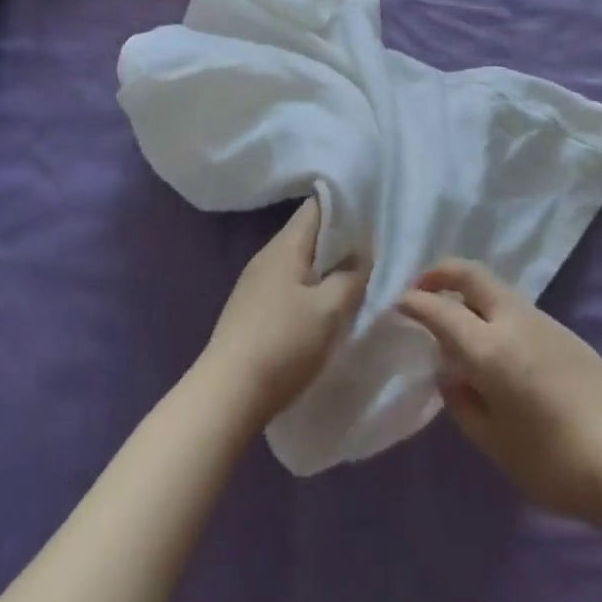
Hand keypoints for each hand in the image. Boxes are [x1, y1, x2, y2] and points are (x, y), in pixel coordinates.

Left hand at [198, 198, 367, 429]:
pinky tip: (325, 309)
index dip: (347, 205)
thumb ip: (353, 277)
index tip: (374, 215)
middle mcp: (267, 256)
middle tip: (374, 252)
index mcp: (285, 245)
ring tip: (356, 281)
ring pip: (300, 262)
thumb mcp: (330, 310)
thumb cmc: (283, 344)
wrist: (226, 396)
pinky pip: (288, 285)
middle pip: (309, 234)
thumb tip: (363, 257)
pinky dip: (310, 289)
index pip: (318, 205)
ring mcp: (255, 283)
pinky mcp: (251, 310)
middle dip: (341, 241)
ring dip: (326, 268)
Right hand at [398, 260, 601, 527]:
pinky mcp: (564, 332)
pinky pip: (516, 307)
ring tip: (457, 321)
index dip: (415, 303)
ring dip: (469, 291)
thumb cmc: (553, 462)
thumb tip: (450, 373)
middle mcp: (513, 320)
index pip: (441, 310)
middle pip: (471, 274)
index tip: (398, 302)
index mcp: (489, 347)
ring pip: (495, 288)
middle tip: (422, 289)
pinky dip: (493, 309)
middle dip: (441, 273)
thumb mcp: (495, 442)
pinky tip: (496, 344)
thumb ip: (463, 402)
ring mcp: (543, 321)